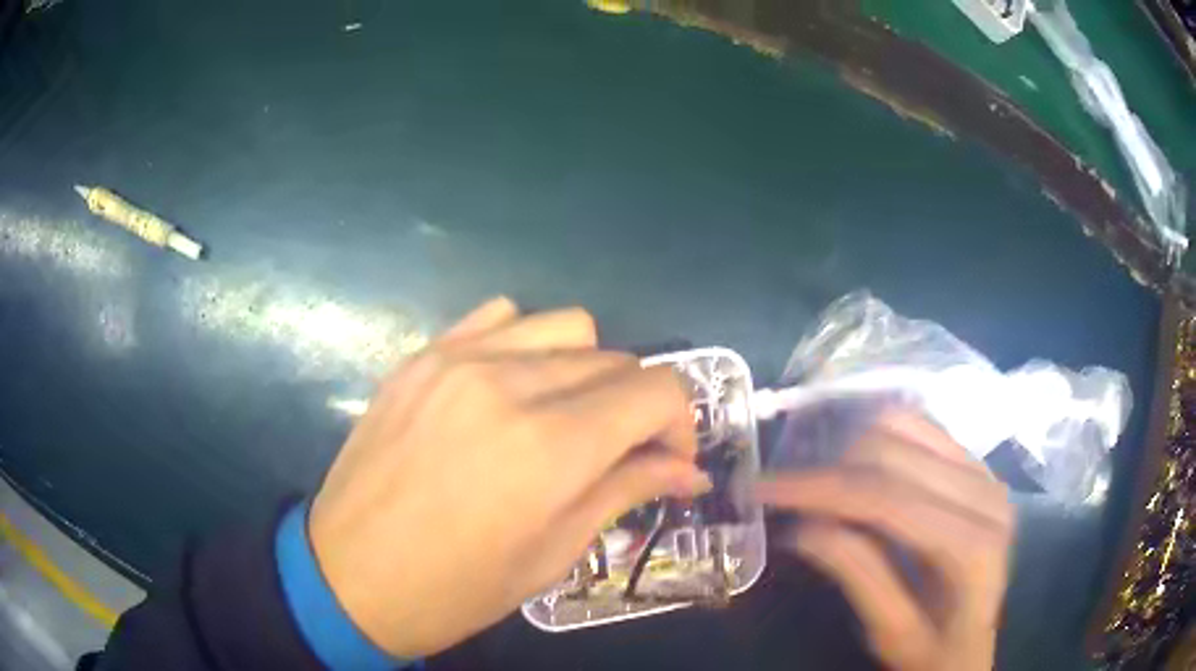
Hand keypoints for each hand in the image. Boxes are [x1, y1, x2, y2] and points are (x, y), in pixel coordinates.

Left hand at [308, 297, 708, 657]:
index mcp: (551, 448)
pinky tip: (512, 387)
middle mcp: (510, 384)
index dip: (680, 422)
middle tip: (620, 451)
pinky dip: (527, 344)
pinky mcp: (422, 355)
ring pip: (567, 327)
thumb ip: (626, 492)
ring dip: (588, 370)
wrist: (349, 575)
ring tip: (567, 417)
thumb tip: (687, 471)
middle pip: (616, 359)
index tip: (669, 459)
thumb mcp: (553, 554)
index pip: (657, 390)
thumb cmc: (456, 589)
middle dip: (637, 405)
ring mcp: (459, 359)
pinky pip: (501, 318)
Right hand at [756, 413, 1014, 670]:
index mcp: (972, 544)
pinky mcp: (976, 464)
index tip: (761, 488)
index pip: (885, 497)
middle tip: (782, 494)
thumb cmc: (932, 652)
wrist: (973, 645)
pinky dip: (878, 439)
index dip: (818, 488)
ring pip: (904, 426)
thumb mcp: (890, 632)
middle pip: (892, 452)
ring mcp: (985, 471)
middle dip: (826, 468)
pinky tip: (854, 468)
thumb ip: (857, 576)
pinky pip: (920, 427)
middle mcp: (986, 493)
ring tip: (816, 484)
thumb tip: (801, 526)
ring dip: (849, 449)